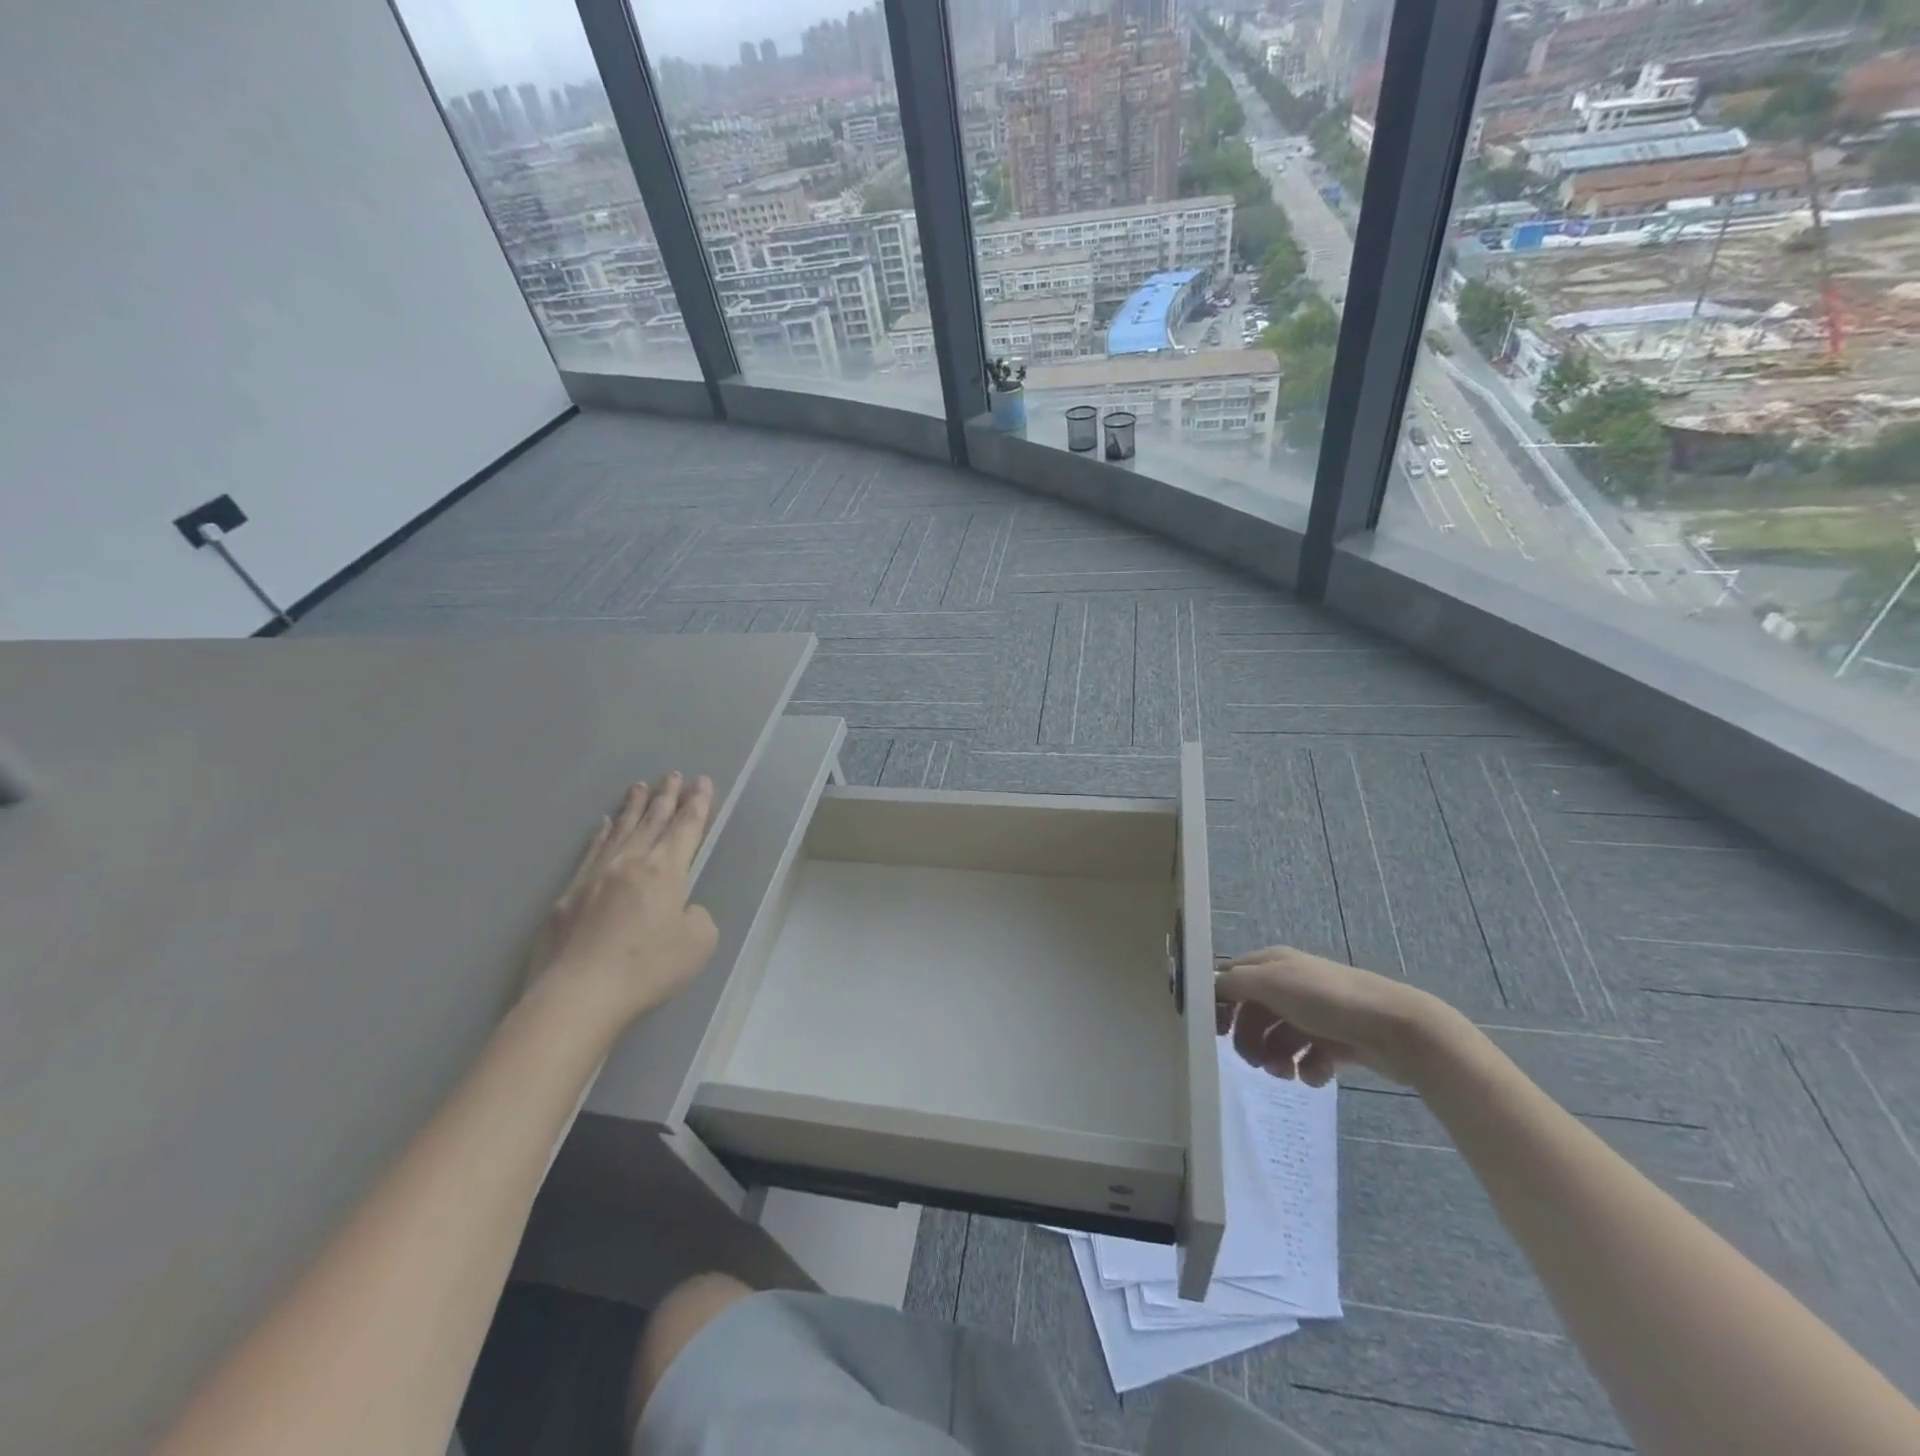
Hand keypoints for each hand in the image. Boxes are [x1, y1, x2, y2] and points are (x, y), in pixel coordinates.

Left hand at [527, 773, 719, 1028]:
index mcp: (665, 870)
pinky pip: (592, 851)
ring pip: (620, 830)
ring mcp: (595, 876)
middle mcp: (630, 862)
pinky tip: (605, 825)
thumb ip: (697, 917)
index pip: (686, 827)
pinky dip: (602, 834)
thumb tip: (682, 909)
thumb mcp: (698, 944)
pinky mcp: (568, 895)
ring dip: (633, 807)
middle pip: (653, 821)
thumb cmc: (646, 968)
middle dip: (666, 796)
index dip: (697, 804)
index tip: (702, 782)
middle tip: (672, 774)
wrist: (577, 995)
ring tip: (639, 786)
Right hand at [1214, 946, 1459, 1086]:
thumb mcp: (1272, 983)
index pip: (1232, 979)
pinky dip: (1308, 1070)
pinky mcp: (1337, 1042)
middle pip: (1253, 1014)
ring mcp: (1315, 1015)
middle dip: (1249, 1040)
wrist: (1396, 1028)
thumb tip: (1208, 987)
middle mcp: (1291, 986)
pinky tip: (1316, 1076)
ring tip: (1286, 1074)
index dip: (1220, 1003)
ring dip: (1275, 1060)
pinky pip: (1309, 1059)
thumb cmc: (1327, 1000)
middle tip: (1254, 1062)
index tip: (1215, 1032)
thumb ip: (1234, 984)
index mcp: (1273, 965)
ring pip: (1279, 1040)